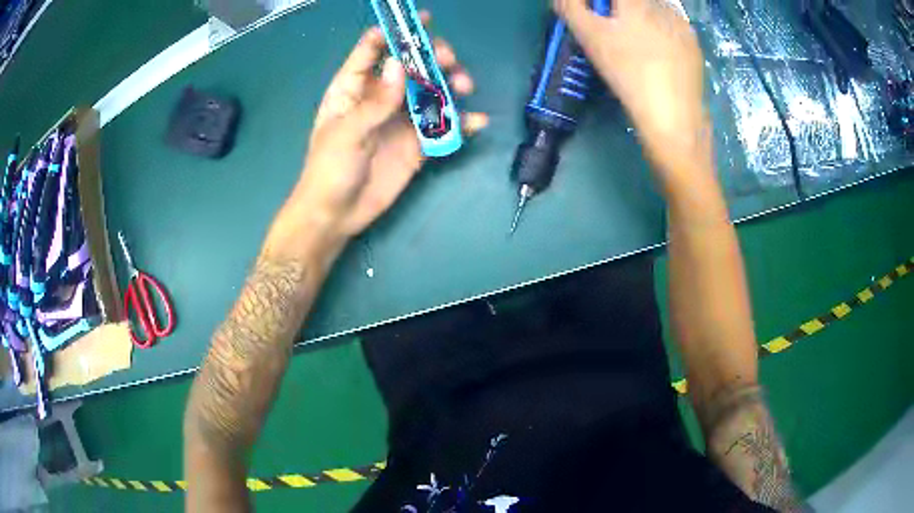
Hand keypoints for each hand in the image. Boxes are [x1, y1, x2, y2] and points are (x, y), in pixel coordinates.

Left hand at [290, 13, 487, 241]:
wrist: (338, 214)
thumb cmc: (330, 168)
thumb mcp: (347, 132)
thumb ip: (375, 100)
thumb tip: (400, 63)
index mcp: (355, 87)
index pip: (374, 48)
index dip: (395, 31)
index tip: (421, 20)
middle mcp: (381, 96)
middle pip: (411, 65)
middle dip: (432, 57)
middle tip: (448, 61)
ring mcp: (401, 119)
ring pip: (431, 90)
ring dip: (451, 84)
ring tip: (465, 87)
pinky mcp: (418, 143)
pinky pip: (443, 127)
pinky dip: (462, 123)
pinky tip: (478, 121)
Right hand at [554, 0, 711, 184]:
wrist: (672, 117)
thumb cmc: (628, 73)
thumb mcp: (590, 38)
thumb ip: (571, 7)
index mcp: (637, 2)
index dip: (601, 4)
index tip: (596, 15)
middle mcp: (663, 7)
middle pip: (636, 1)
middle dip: (620, 9)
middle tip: (612, 31)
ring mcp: (683, 27)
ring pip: (655, 10)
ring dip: (641, 18)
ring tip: (636, 46)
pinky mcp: (695, 47)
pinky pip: (673, 28)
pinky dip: (661, 33)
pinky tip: (656, 56)